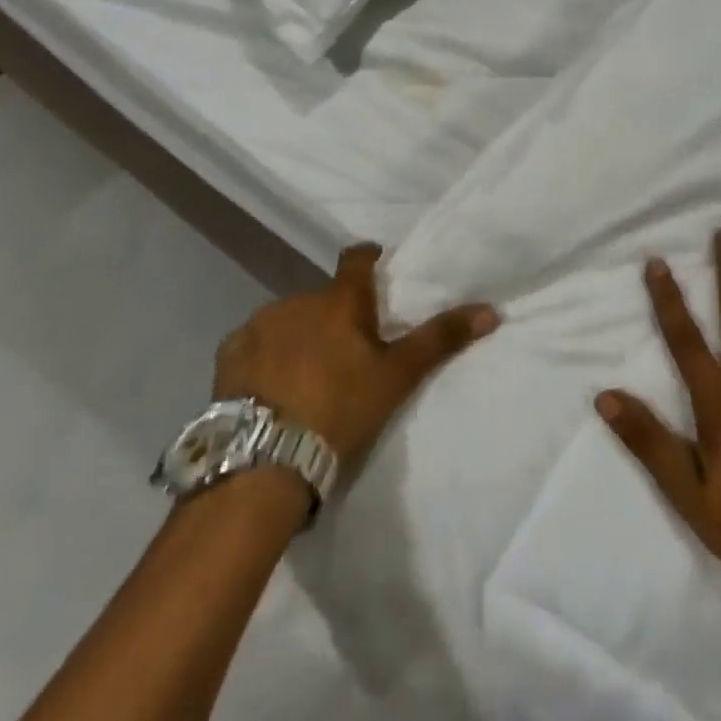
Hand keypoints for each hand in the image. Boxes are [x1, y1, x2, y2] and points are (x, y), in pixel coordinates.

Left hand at [215, 243, 499, 472]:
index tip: (379, 274)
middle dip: (336, 315)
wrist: (265, 461)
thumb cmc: (341, 410)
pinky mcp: (228, 354)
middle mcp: (296, 300)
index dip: (370, 261)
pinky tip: (271, 387)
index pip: (357, 259)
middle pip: (324, 297)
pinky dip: (266, 355)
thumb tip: (492, 309)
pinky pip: (255, 343)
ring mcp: (257, 325)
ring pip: (288, 319)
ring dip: (300, 334)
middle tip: (349, 351)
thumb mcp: (398, 376)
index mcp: (340, 300)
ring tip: (308, 374)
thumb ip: (441, 338)